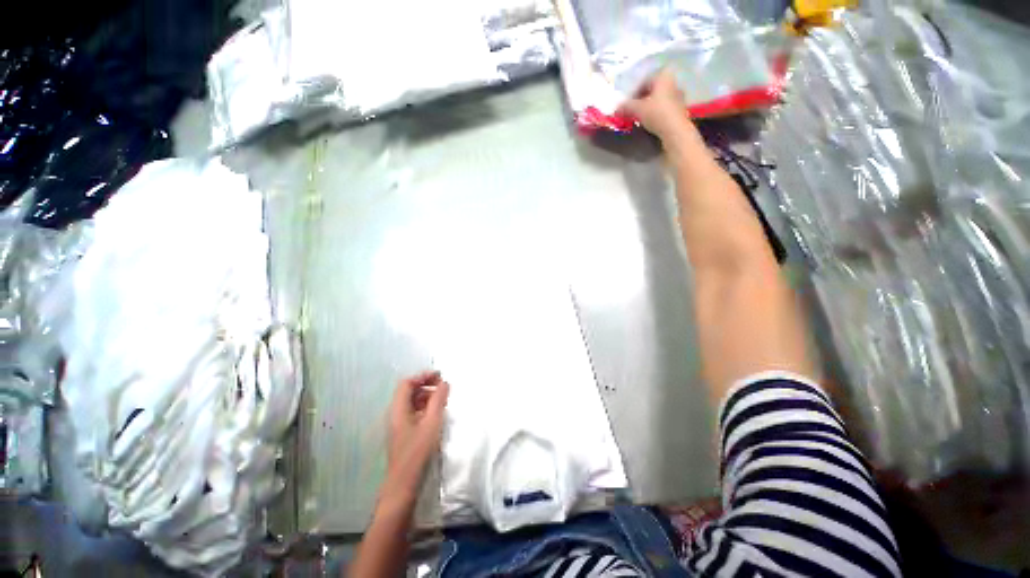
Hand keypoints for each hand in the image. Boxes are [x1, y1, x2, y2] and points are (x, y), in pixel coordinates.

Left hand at [383, 371, 449, 501]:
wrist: (404, 485)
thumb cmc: (418, 452)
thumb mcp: (432, 422)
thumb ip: (438, 400)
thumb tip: (444, 382)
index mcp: (398, 409)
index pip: (407, 383)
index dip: (423, 376)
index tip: (440, 376)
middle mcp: (396, 414)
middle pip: (409, 391)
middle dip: (426, 385)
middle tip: (444, 387)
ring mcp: (399, 425)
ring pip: (412, 402)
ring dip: (427, 397)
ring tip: (443, 400)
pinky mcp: (404, 434)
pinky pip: (414, 413)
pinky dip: (425, 408)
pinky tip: (437, 414)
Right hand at [618, 68, 693, 143]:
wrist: (675, 130)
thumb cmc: (657, 113)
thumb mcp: (637, 109)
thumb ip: (626, 106)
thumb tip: (616, 108)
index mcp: (663, 76)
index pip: (644, 81)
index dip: (633, 93)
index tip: (627, 104)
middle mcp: (673, 82)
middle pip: (652, 89)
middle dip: (641, 99)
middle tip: (632, 110)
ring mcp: (678, 95)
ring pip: (659, 99)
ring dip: (649, 106)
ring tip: (640, 117)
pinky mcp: (680, 109)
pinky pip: (664, 107)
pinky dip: (656, 112)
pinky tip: (650, 121)